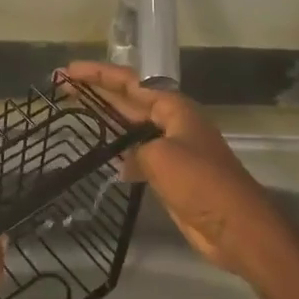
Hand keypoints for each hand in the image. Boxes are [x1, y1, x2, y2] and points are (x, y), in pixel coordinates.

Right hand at [64, 61, 292, 278]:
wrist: (235, 227)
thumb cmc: (201, 183)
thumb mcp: (162, 157)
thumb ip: (137, 149)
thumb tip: (127, 159)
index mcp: (175, 109)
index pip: (131, 82)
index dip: (99, 75)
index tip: (69, 70)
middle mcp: (173, 123)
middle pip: (130, 100)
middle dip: (98, 92)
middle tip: (63, 86)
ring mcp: (172, 149)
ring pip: (132, 127)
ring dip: (106, 119)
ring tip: (75, 112)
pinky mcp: (170, 175)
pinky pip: (138, 154)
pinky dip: (119, 152)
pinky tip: (101, 156)